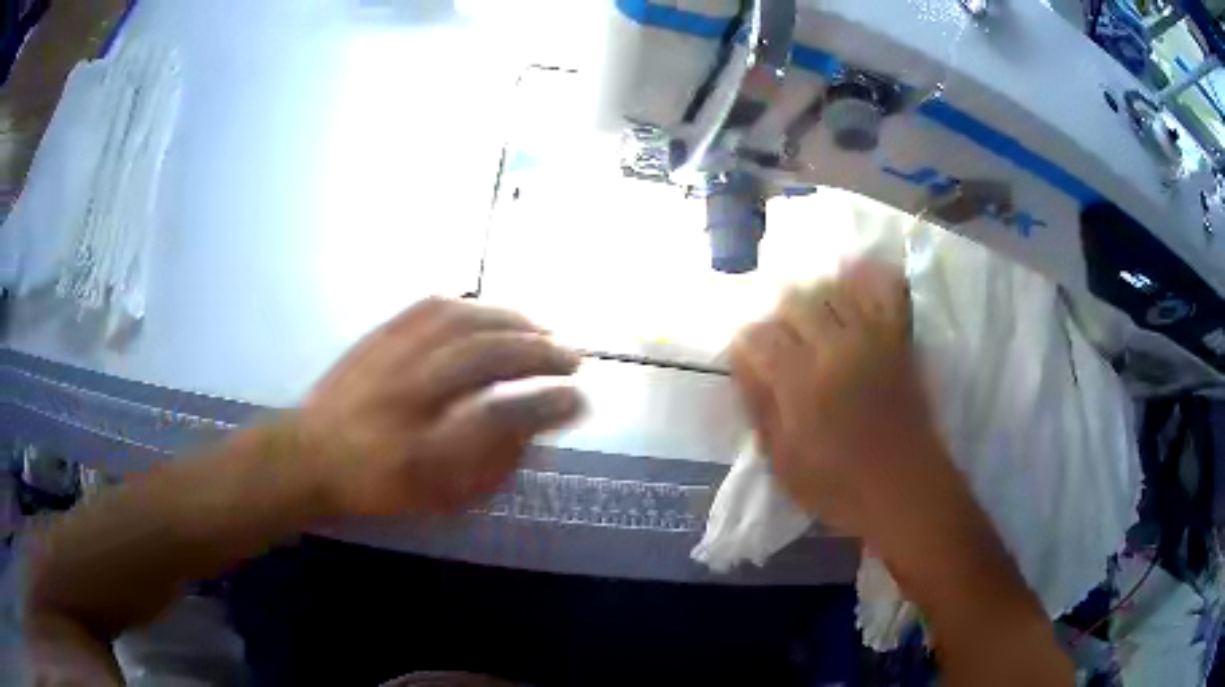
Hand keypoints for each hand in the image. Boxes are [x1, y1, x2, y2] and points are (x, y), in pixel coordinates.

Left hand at [294, 298, 583, 516]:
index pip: (498, 418)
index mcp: (423, 452)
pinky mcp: (378, 336)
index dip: (546, 404)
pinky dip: (471, 305)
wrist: (310, 456)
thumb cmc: (379, 487)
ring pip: (461, 323)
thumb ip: (490, 465)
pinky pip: (430, 307)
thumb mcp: (440, 498)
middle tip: (572, 358)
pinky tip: (491, 311)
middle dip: (539, 353)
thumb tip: (532, 426)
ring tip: (542, 329)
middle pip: (484, 357)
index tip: (580, 400)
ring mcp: (389, 360)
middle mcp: (407, 398)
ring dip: (512, 321)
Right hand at [730, 260, 952, 540]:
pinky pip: (883, 290)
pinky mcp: (899, 338)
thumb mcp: (783, 465)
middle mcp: (835, 349)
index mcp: (802, 385)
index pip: (758, 337)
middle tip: (781, 345)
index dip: (747, 346)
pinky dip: (866, 277)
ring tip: (813, 322)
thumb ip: (760, 408)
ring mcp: (872, 338)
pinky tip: (851, 281)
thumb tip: (743, 364)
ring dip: (814, 299)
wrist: (906, 490)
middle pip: (794, 302)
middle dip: (779, 319)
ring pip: (832, 289)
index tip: (749, 362)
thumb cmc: (840, 488)